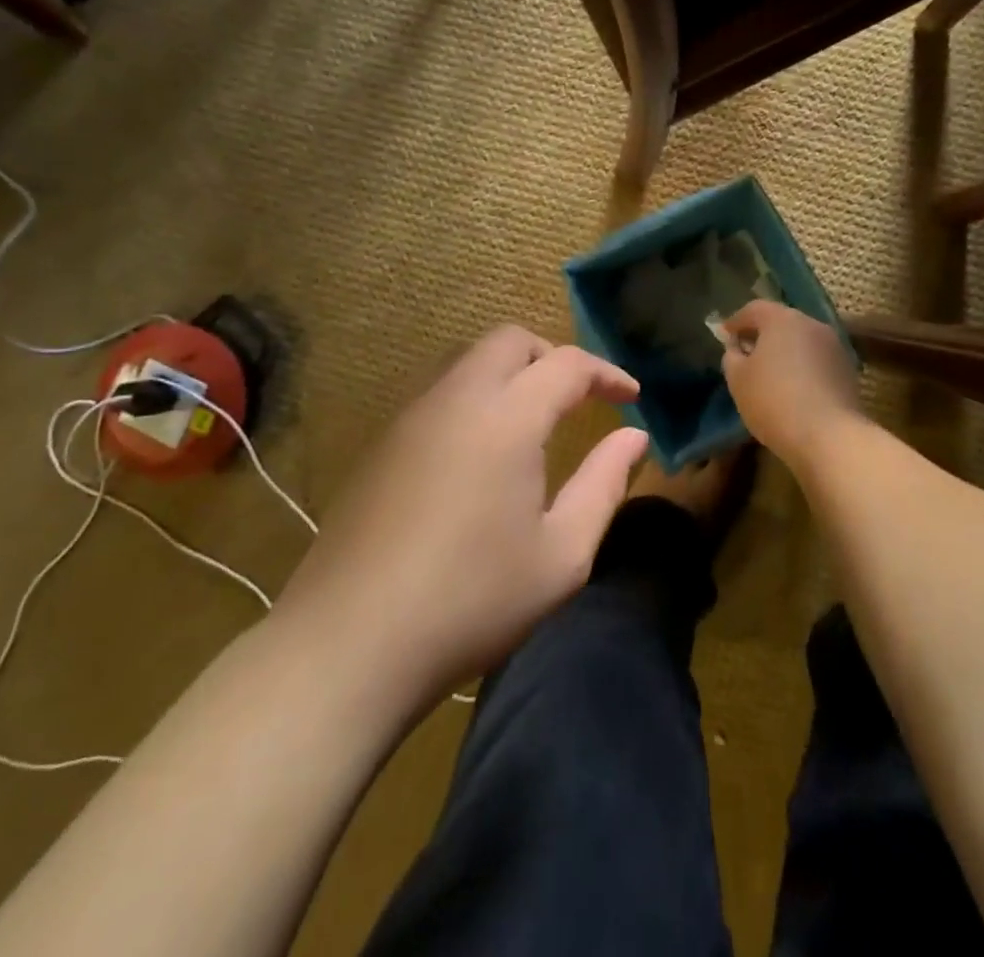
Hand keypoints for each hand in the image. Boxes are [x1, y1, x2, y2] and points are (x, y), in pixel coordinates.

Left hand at [278, 327, 649, 700]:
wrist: (349, 643)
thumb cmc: (471, 600)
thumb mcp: (561, 555)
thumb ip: (604, 484)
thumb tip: (634, 437)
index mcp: (506, 418)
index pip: (567, 364)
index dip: (606, 373)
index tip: (632, 397)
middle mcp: (456, 399)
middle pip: (510, 341)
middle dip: (553, 357)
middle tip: (580, 398)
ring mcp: (411, 418)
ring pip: (469, 361)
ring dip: (511, 372)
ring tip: (534, 421)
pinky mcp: (383, 444)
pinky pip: (440, 393)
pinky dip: (476, 397)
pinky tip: (481, 453)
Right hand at [722, 301, 863, 462]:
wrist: (829, 437)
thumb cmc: (773, 401)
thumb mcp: (738, 379)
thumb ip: (732, 356)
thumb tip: (737, 347)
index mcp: (782, 319)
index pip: (755, 308)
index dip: (737, 321)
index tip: (726, 335)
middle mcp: (812, 324)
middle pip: (782, 322)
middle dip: (763, 334)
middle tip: (747, 353)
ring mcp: (835, 347)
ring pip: (803, 341)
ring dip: (786, 351)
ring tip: (771, 374)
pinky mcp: (848, 371)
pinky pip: (818, 361)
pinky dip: (803, 367)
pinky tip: (794, 389)